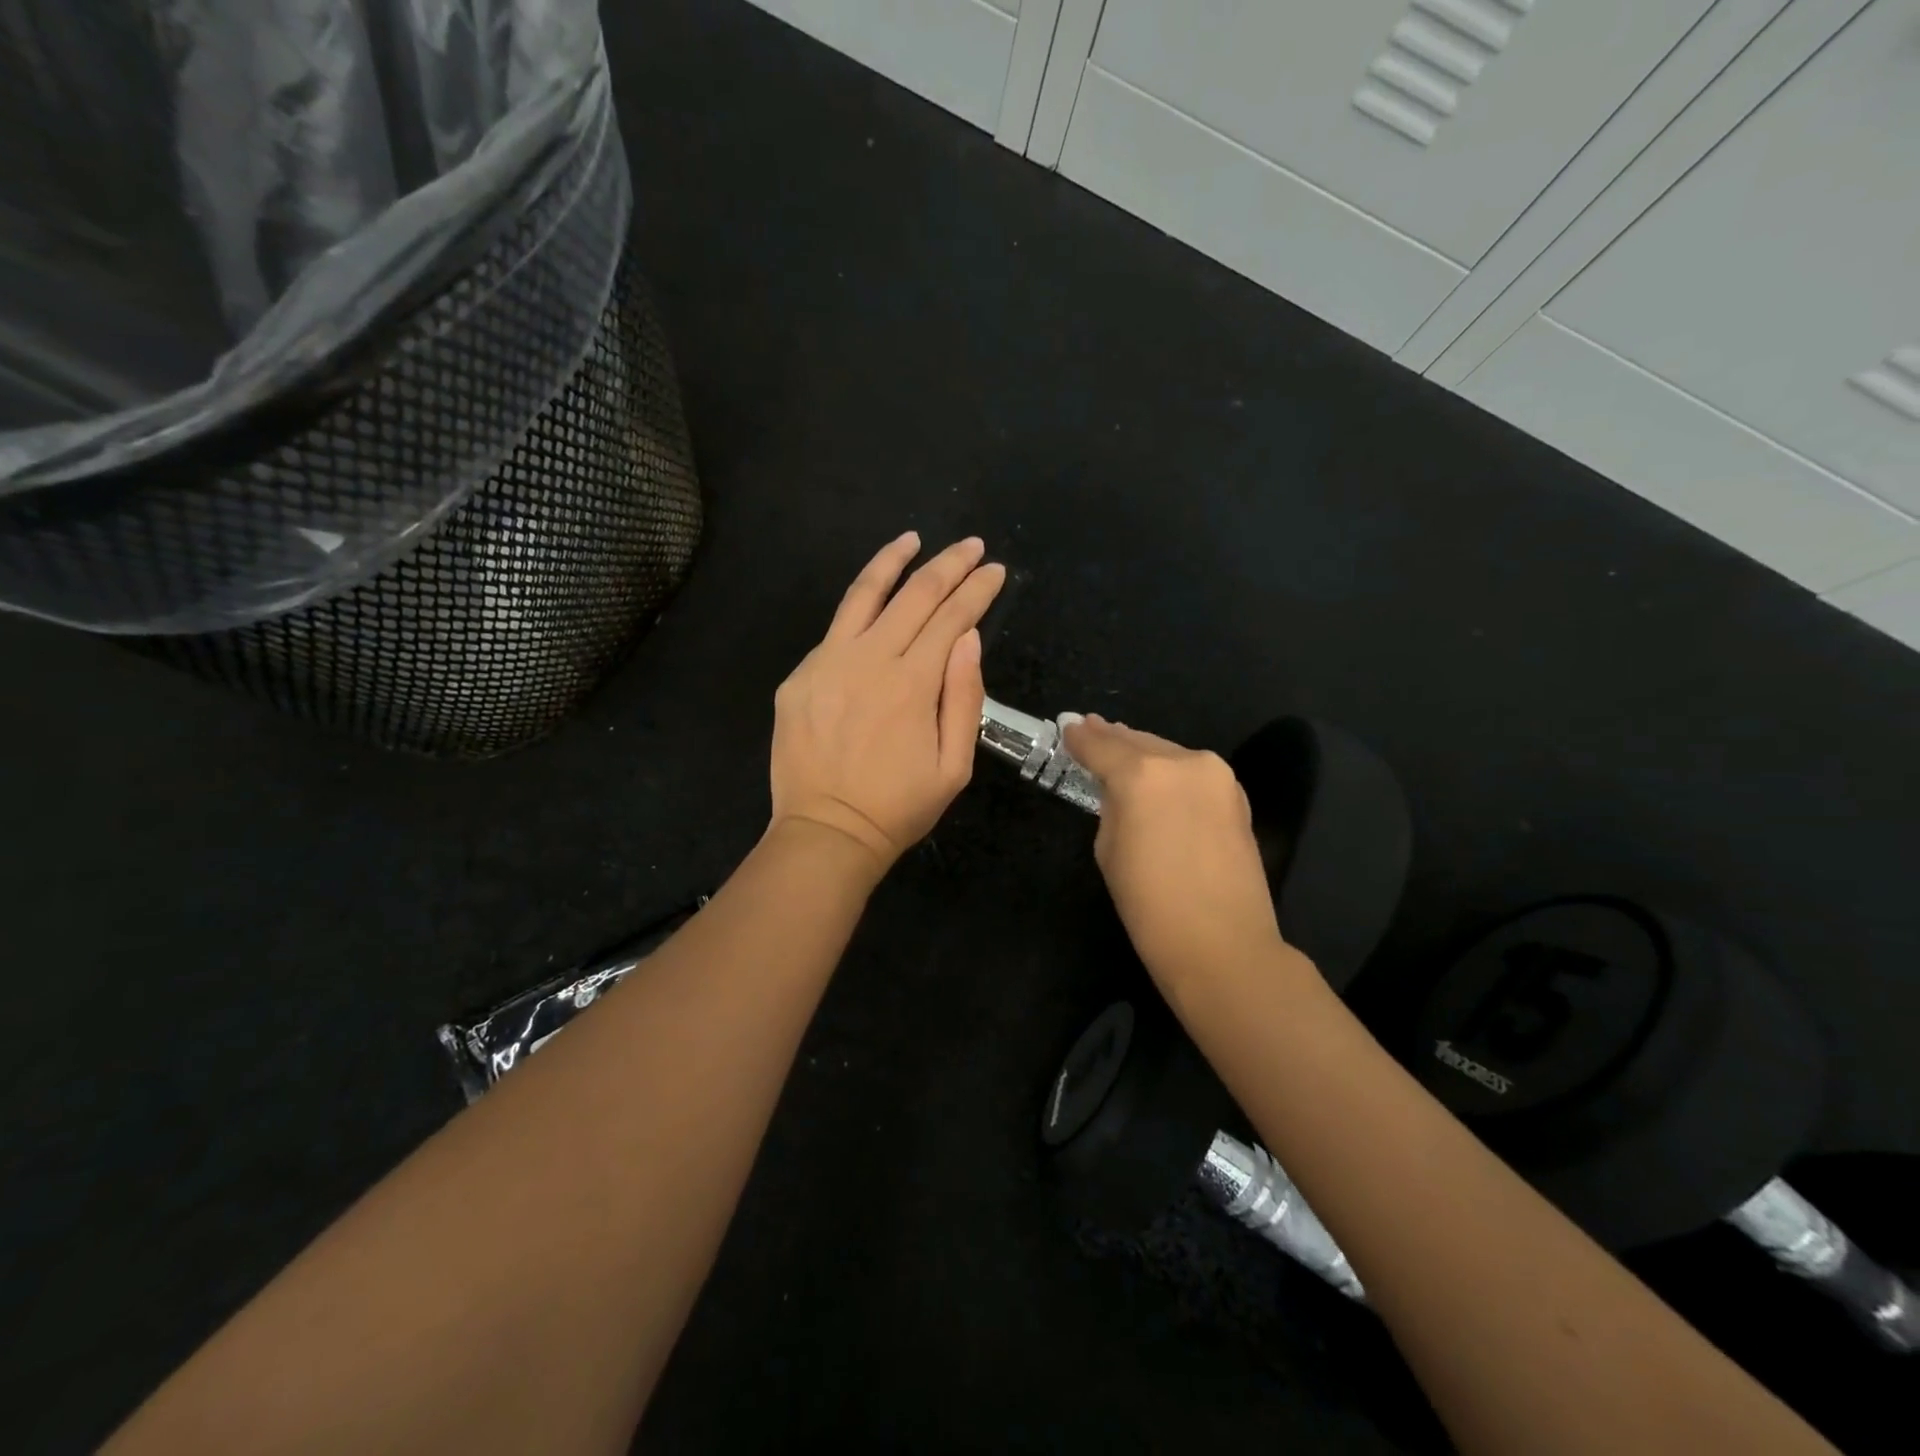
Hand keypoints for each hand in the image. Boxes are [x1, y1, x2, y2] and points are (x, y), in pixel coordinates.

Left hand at [769, 533, 1005, 876]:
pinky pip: (835, 630)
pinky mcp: (799, 676)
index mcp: (913, 684)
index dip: (977, 589)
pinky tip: (874, 602)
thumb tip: (968, 637)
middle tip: (970, 546)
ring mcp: (827, 664)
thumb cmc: (899, 806)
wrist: (826, 832)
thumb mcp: (954, 766)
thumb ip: (964, 697)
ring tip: (913, 540)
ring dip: (893, 561)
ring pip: (863, 595)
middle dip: (948, 565)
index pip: (953, 617)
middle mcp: (869, 660)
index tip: (995, 570)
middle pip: (914, 595)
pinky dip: (860, 608)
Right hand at [1063, 715, 1286, 982]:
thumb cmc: (1150, 905)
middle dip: (1112, 737)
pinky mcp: (1237, 795)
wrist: (1222, 944)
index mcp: (1141, 775)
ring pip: (1169, 753)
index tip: (1067, 727)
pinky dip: (1172, 769)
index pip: (1101, 747)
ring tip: (1121, 745)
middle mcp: (1182, 762)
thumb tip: (1121, 790)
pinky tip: (1159, 774)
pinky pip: (1193, 772)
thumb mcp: (1109, 851)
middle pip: (1138, 742)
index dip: (1080, 738)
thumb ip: (1112, 807)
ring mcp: (1216, 776)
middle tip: (1090, 726)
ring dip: (1144, 750)